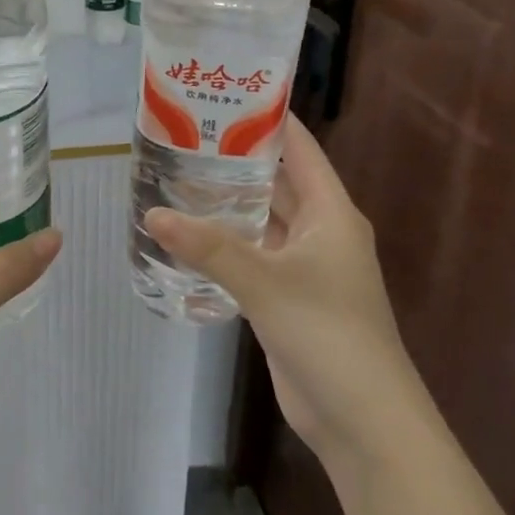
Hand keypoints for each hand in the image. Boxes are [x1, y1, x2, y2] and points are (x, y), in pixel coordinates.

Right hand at [145, 114, 419, 466]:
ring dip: (228, 205)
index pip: (299, 149)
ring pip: (262, 221)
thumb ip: (208, 247)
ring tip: (177, 178)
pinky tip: (189, 235)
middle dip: (236, 161)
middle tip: (184, 137)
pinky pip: (253, 257)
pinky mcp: (288, 298)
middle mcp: (320, 231)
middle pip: (277, 182)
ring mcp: (305, 267)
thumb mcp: (265, 283)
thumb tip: (153, 215)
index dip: (267, 120)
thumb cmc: (327, 334)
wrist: (362, 419)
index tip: (224, 95)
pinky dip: (226, 244)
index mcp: (330, 212)